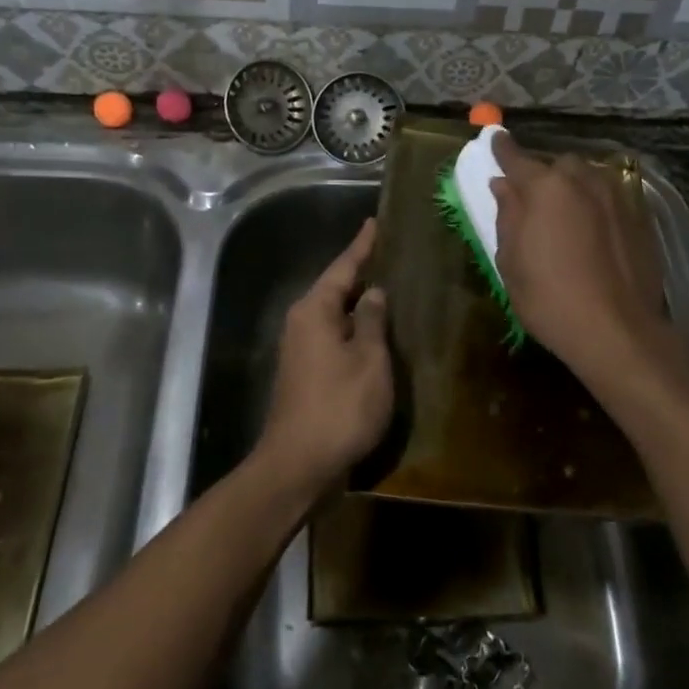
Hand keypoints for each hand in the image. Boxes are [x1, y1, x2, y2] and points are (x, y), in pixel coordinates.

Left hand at [258, 219, 393, 497]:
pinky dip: (355, 329)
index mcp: (315, 310)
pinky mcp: (305, 373)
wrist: (298, 465)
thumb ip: (372, 321)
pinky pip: (334, 336)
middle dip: (362, 272)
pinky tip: (376, 333)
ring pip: (335, 314)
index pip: (343, 267)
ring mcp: (301, 349)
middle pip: (336, 288)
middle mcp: (302, 322)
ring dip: (360, 303)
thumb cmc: (339, 407)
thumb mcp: (368, 359)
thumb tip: (373, 292)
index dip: (362, 245)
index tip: (375, 222)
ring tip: (389, 288)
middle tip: (390, 254)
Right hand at [489, 132, 673, 385]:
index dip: (503, 149)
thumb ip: (507, 215)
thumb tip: (504, 185)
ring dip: (575, 188)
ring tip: (569, 216)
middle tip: (536, 201)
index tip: (496, 139)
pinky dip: (599, 206)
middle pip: (559, 166)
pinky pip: (612, 198)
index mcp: (545, 188)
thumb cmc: (549, 298)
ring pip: (590, 178)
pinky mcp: (640, 217)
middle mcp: (583, 180)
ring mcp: (617, 196)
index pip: (517, 157)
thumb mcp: (511, 261)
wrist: (617, 330)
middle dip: (546, 176)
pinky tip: (596, 233)